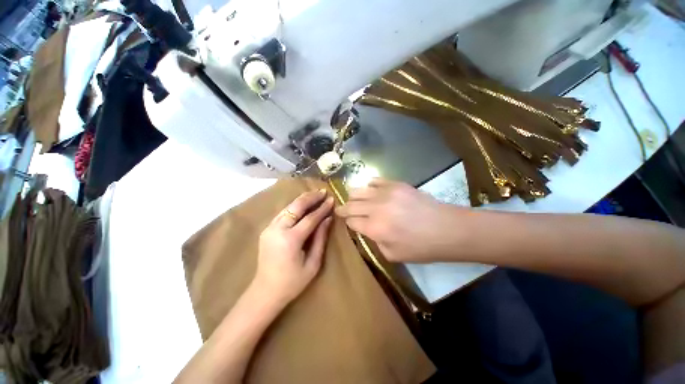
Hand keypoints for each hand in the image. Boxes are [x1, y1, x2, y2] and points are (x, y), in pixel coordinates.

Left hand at [255, 189, 333, 303]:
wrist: (265, 291)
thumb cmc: (293, 282)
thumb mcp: (313, 263)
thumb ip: (321, 238)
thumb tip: (328, 219)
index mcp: (290, 240)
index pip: (310, 218)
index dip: (322, 208)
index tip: (332, 200)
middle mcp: (277, 230)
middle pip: (296, 207)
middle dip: (311, 197)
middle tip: (323, 191)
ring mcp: (269, 228)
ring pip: (288, 207)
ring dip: (302, 199)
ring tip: (315, 194)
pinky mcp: (267, 230)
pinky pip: (282, 213)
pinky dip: (294, 206)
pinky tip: (302, 204)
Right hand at [335, 178, 464, 262]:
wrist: (446, 228)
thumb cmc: (421, 247)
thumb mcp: (393, 255)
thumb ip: (375, 241)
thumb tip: (367, 229)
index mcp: (375, 228)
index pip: (351, 221)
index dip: (347, 222)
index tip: (347, 221)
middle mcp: (376, 209)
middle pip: (351, 205)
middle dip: (343, 208)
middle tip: (340, 209)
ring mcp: (385, 193)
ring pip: (358, 190)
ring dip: (353, 196)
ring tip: (354, 199)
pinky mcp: (396, 184)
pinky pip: (374, 180)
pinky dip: (369, 186)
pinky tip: (371, 190)